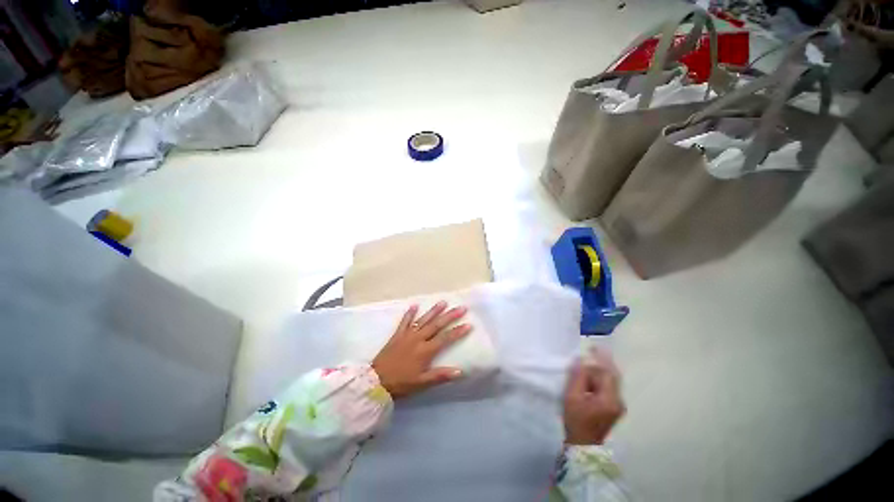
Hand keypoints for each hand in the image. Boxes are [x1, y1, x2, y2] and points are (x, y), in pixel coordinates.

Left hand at [372, 301, 471, 398]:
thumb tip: (460, 371)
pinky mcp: (397, 334)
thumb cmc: (401, 383)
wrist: (376, 381)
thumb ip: (440, 376)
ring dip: (434, 311)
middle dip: (450, 316)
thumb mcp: (422, 383)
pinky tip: (414, 305)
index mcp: (425, 351)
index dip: (458, 332)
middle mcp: (418, 339)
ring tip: (443, 302)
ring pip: (423, 320)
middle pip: (437, 325)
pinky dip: (410, 313)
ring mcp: (407, 335)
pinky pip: (405, 321)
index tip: (468, 324)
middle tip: (461, 308)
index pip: (445, 338)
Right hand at [563, 348, 624, 445]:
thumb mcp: (572, 396)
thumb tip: (581, 360)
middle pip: (612, 376)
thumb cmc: (576, 419)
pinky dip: (599, 380)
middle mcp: (618, 401)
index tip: (592, 347)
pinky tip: (588, 380)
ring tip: (583, 370)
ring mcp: (618, 405)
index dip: (600, 359)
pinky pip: (608, 387)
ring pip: (610, 381)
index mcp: (609, 399)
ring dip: (598, 373)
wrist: (583, 444)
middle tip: (588, 354)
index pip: (607, 373)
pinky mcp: (614, 408)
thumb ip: (577, 376)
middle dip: (600, 364)